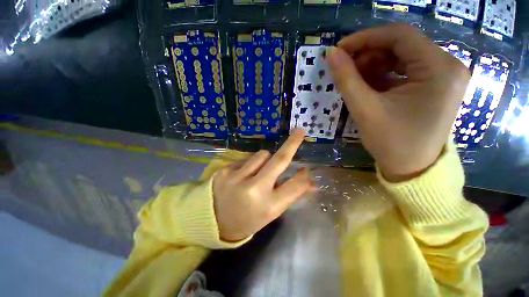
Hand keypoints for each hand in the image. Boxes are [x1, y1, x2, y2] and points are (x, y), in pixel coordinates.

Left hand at [212, 129, 315, 241]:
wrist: (212, 222)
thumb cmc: (247, 220)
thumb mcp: (270, 212)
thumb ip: (290, 194)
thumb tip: (310, 182)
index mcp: (269, 206)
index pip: (294, 186)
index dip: (303, 177)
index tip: (306, 169)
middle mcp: (255, 189)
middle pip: (279, 160)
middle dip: (291, 144)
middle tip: (299, 132)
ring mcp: (238, 177)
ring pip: (262, 155)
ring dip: (266, 160)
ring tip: (259, 172)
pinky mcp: (225, 169)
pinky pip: (246, 159)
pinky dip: (250, 164)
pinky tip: (243, 175)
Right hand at [327, 24, 469, 181]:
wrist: (412, 169)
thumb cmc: (391, 142)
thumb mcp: (365, 109)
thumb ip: (347, 79)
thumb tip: (331, 54)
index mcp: (440, 68)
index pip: (400, 36)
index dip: (365, 38)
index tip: (340, 49)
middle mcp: (448, 66)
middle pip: (402, 45)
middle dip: (369, 54)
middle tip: (345, 68)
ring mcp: (443, 76)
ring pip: (402, 57)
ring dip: (374, 65)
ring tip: (354, 79)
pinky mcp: (435, 86)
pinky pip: (405, 71)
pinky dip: (383, 75)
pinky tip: (367, 86)